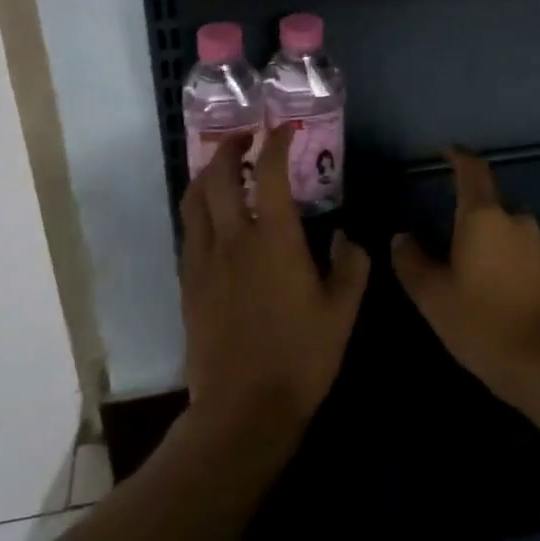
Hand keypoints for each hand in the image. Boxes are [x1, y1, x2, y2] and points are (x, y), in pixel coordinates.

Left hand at [179, 131, 370, 453]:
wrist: (242, 410)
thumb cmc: (300, 359)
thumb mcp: (342, 312)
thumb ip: (350, 265)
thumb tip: (345, 237)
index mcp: (274, 239)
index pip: (269, 173)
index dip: (275, 144)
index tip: (283, 130)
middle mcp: (233, 239)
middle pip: (219, 176)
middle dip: (230, 147)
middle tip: (245, 138)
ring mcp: (204, 260)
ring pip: (195, 200)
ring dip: (207, 173)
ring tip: (222, 167)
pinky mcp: (188, 282)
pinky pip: (188, 229)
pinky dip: (198, 208)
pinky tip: (211, 216)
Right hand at [391, 148, 539, 410]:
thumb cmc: (485, 323)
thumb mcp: (434, 296)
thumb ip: (412, 261)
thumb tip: (402, 237)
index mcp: (485, 217)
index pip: (472, 170)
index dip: (458, 156)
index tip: (446, 150)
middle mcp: (517, 222)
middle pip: (489, 204)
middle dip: (468, 212)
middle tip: (444, 232)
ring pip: (506, 231)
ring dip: (487, 240)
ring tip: (465, 266)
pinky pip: (521, 255)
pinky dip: (503, 262)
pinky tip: (491, 290)